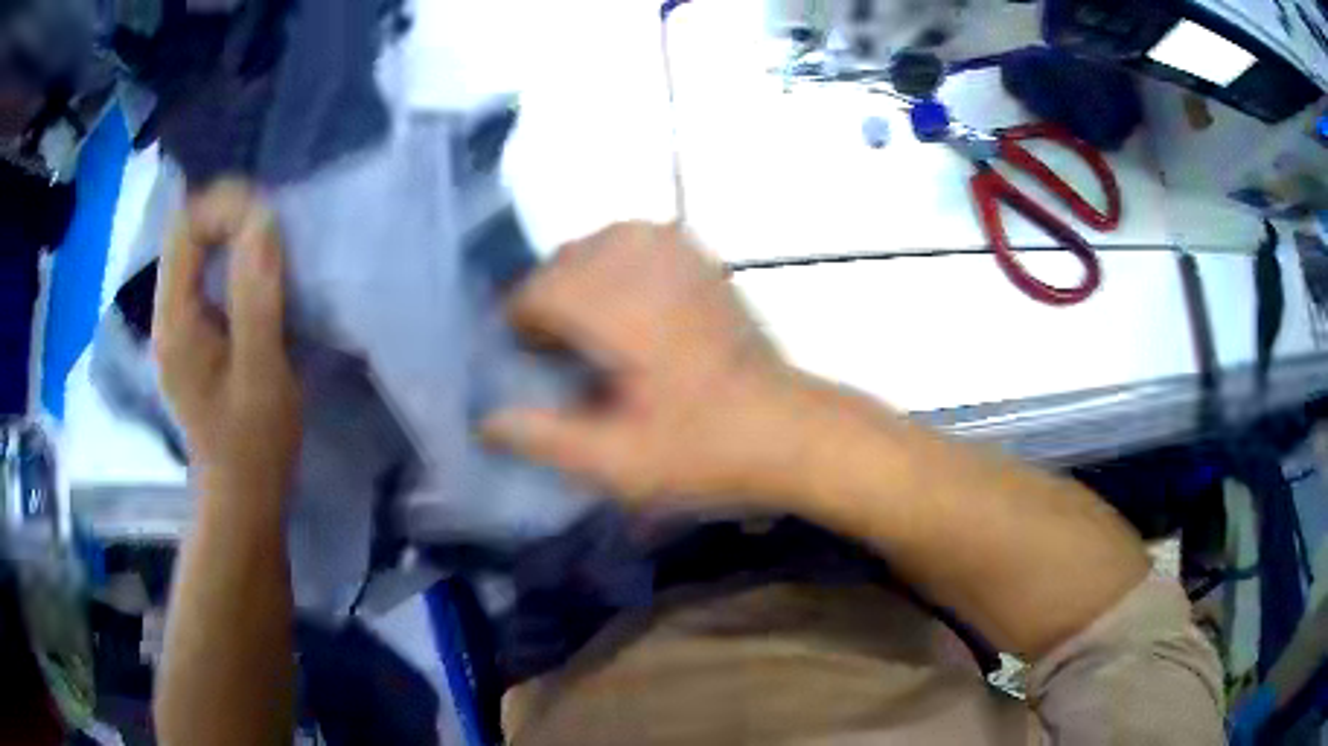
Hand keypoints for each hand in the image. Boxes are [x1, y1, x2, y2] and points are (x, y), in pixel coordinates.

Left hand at [154, 181, 300, 496]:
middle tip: (272, 226)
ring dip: (229, 236)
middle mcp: (166, 317)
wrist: (242, 496)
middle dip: (227, 215)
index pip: (184, 229)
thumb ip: (256, 296)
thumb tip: (262, 221)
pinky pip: (203, 278)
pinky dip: (228, 261)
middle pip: (185, 235)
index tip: (267, 219)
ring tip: (268, 245)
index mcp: (175, 323)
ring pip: (193, 254)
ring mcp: (176, 328)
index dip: (222, 208)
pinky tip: (253, 277)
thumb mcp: (262, 371)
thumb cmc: (254, 443)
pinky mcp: (190, 338)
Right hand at [482, 222, 808, 506]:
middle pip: (563, 261)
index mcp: (616, 307)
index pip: (535, 293)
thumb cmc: (704, 451)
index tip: (532, 368)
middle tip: (561, 355)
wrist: (790, 432)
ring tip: (595, 327)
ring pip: (601, 242)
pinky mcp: (704, 260)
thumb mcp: (615, 463)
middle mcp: (643, 264)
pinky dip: (621, 261)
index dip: (522, 330)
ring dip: (584, 278)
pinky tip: (632, 302)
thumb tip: (485, 421)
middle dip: (550, 303)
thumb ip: (542, 438)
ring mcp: (679, 254)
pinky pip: (642, 238)